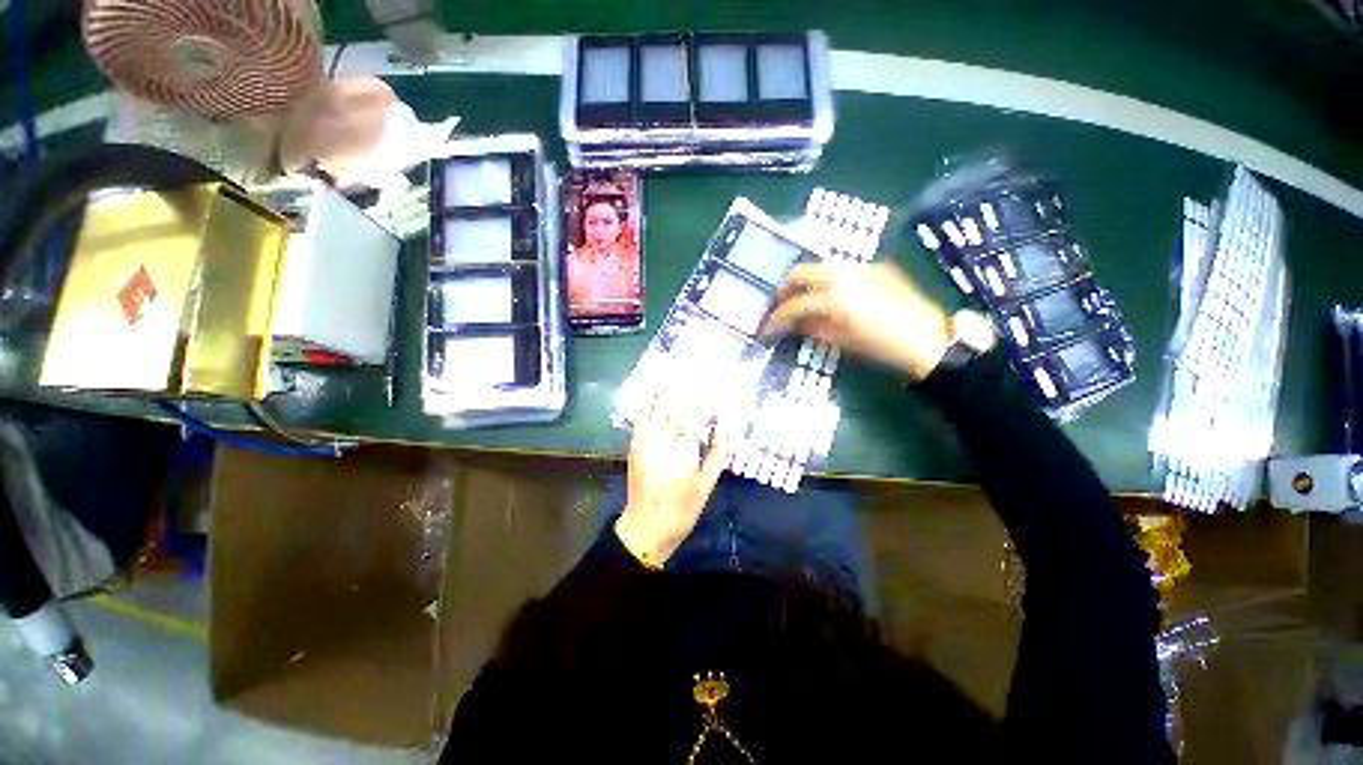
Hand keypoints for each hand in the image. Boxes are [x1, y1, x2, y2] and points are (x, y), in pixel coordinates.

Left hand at [616, 379, 732, 566]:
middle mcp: (657, 441)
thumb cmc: (679, 512)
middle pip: (675, 404)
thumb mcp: (704, 487)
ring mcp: (642, 441)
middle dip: (689, 383)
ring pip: (657, 405)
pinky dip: (654, 398)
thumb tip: (730, 427)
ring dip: (671, 384)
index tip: (719, 379)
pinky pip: (645, 414)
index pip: (695, 416)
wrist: (644, 530)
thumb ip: (717, 455)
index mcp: (677, 453)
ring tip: (681, 365)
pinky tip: (661, 385)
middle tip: (701, 364)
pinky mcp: (635, 443)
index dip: (707, 396)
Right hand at [761, 261, 952, 380]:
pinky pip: (841, 269)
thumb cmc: (881, 346)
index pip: (793, 305)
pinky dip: (827, 280)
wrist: (927, 337)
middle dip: (785, 290)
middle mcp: (842, 274)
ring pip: (820, 267)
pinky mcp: (873, 266)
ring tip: (802, 301)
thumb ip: (812, 328)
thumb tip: (792, 324)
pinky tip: (829, 296)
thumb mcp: (842, 340)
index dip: (777, 318)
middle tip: (780, 307)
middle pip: (800, 272)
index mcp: (833, 298)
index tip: (768, 328)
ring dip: (805, 282)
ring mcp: (859, 267)